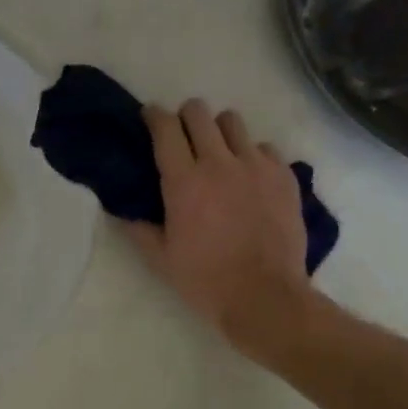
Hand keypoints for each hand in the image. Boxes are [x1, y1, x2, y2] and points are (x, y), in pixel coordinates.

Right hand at [125, 100, 318, 359]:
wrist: (265, 296)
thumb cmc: (205, 280)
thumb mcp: (161, 259)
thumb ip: (139, 228)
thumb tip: (123, 209)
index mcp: (184, 182)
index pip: (165, 128)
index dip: (153, 116)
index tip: (149, 117)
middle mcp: (219, 163)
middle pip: (199, 112)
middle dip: (185, 117)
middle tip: (182, 136)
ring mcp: (256, 166)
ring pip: (233, 122)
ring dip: (219, 131)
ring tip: (218, 153)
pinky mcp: (284, 176)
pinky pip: (264, 147)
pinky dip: (251, 155)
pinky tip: (248, 178)